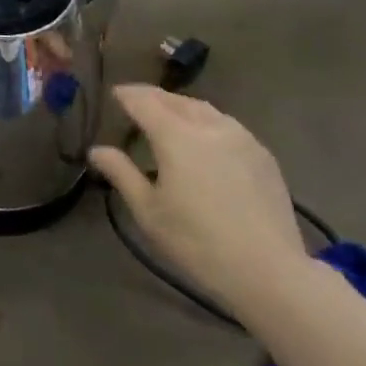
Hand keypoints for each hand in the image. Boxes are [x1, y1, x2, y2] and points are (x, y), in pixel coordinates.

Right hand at [90, 84, 309, 315]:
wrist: (269, 271)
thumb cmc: (198, 243)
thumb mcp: (149, 212)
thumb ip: (121, 174)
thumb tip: (96, 150)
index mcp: (176, 136)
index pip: (144, 102)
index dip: (127, 95)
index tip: (115, 94)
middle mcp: (208, 126)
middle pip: (176, 100)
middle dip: (154, 97)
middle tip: (138, 101)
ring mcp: (241, 137)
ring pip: (204, 109)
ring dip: (182, 106)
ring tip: (170, 115)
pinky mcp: (262, 154)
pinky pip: (227, 125)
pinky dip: (207, 122)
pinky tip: (206, 139)